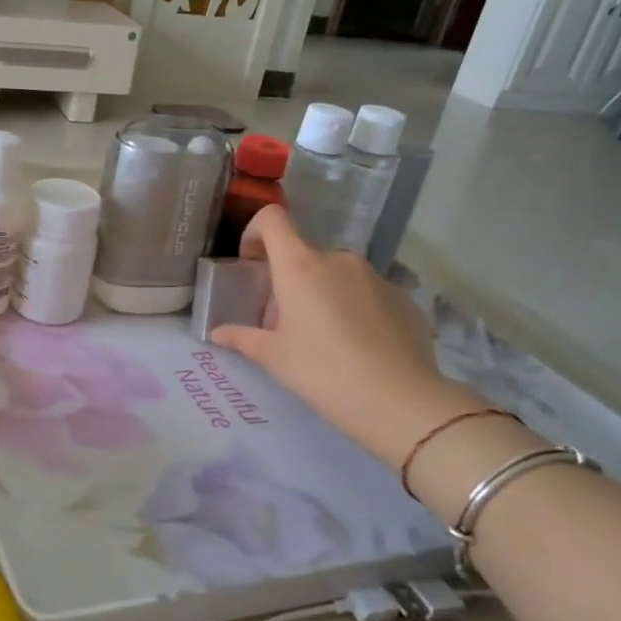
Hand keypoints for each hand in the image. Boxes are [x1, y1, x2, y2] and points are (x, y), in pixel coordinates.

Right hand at [212, 206, 485, 466]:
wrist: (399, 401)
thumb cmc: (323, 372)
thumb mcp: (274, 358)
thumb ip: (243, 338)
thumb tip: (218, 333)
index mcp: (300, 266)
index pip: (272, 220)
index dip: (255, 233)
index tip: (251, 265)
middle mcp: (338, 260)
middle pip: (303, 254)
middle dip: (288, 280)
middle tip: (284, 322)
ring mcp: (374, 276)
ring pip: (335, 274)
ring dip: (321, 293)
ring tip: (323, 339)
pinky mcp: (402, 297)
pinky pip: (365, 292)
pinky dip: (353, 308)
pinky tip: (356, 347)